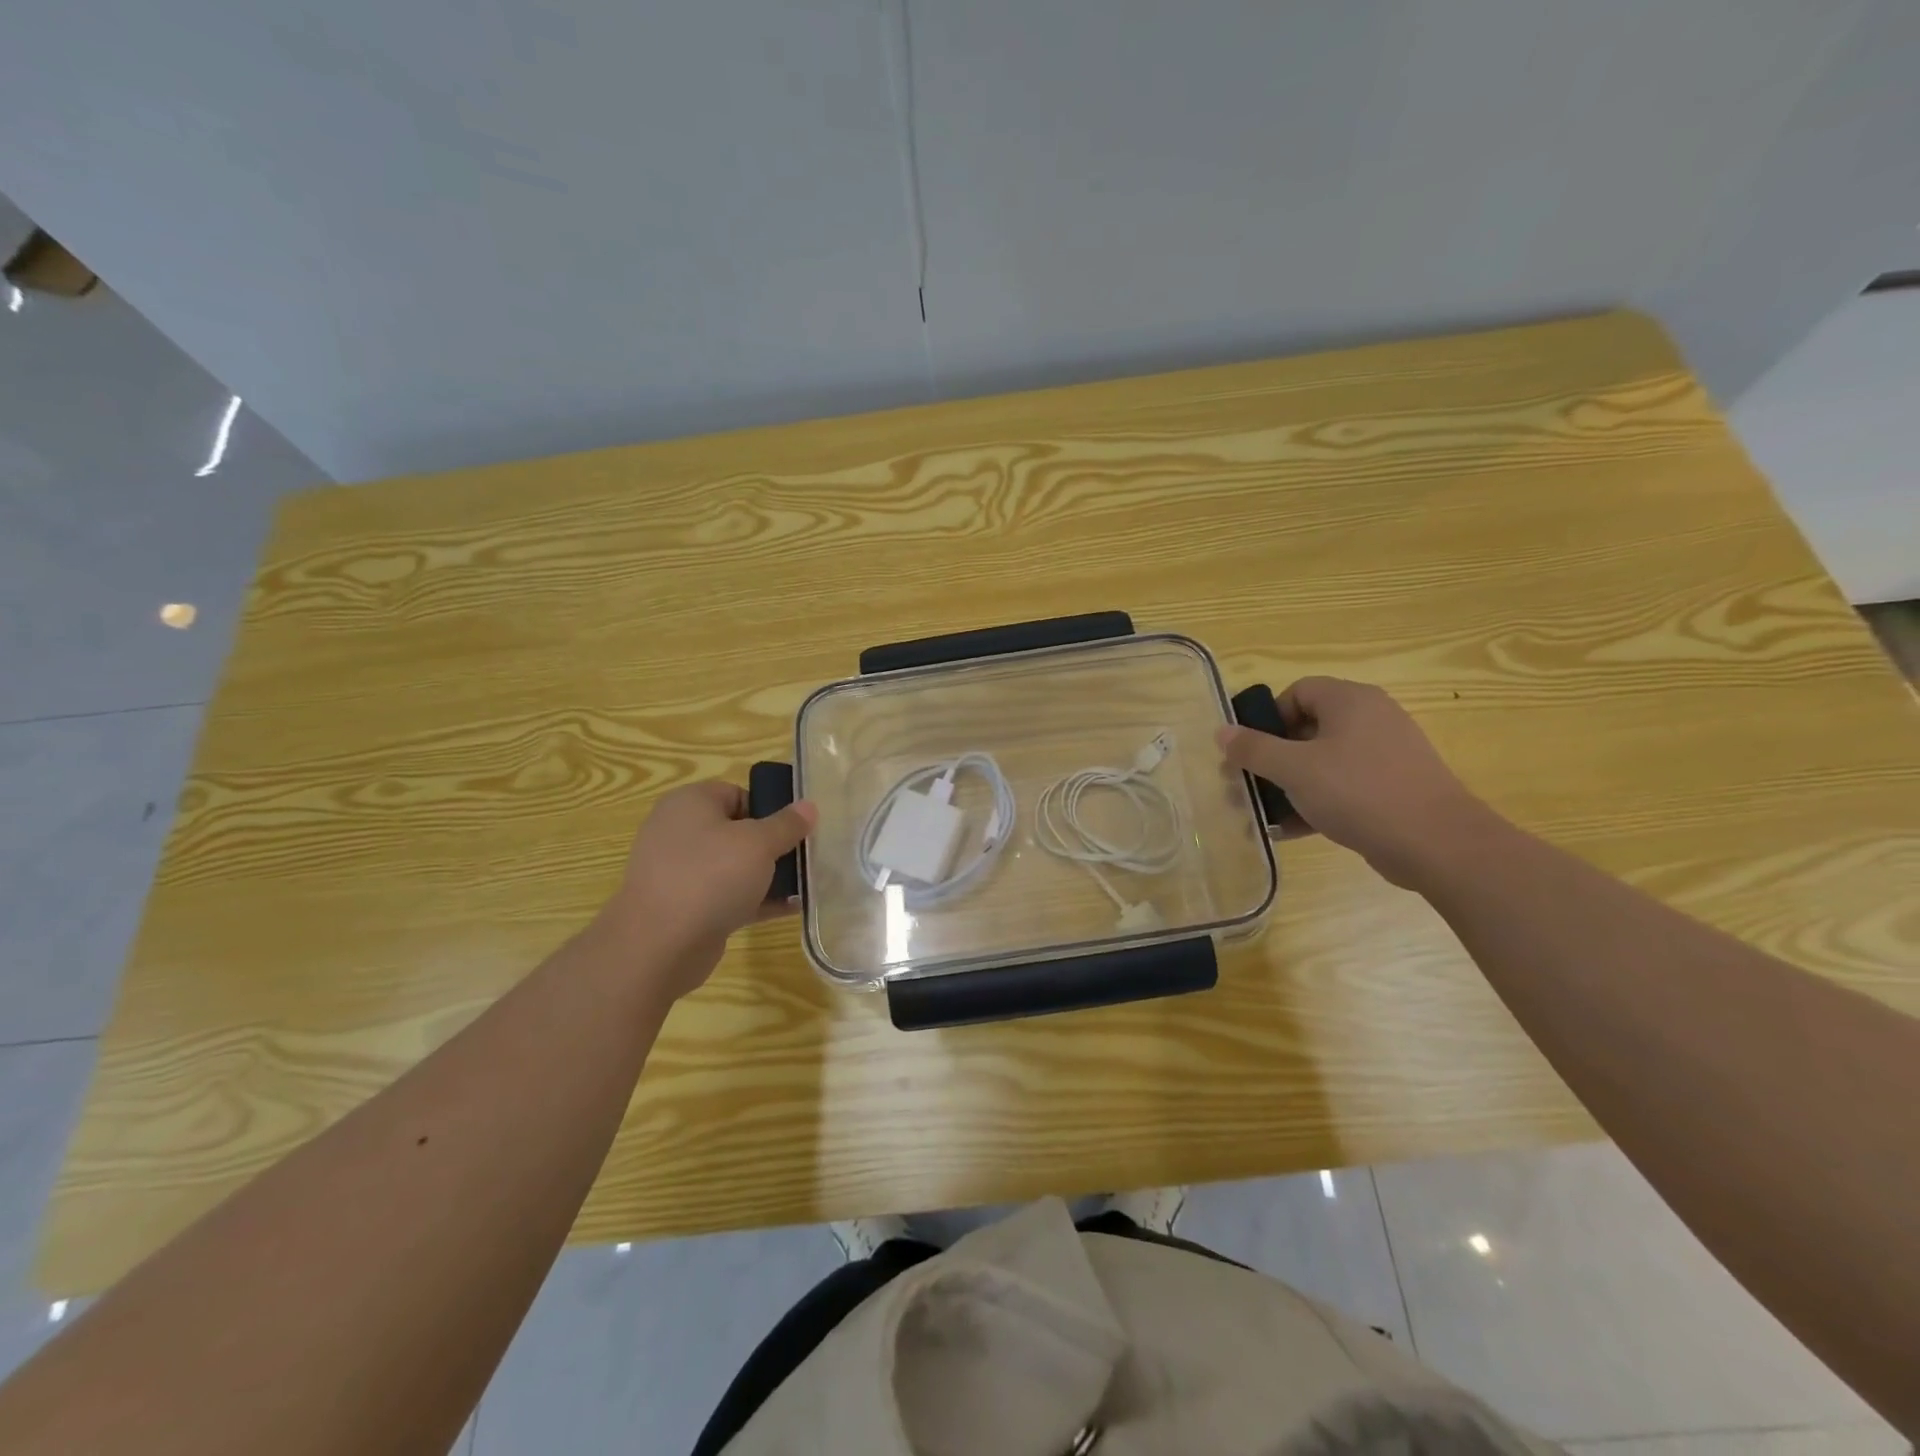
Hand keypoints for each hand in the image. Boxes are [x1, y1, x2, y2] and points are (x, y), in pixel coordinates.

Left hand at [597, 780, 815, 998]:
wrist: (659, 946)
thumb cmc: (710, 877)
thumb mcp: (759, 843)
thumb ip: (787, 824)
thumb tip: (809, 806)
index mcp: (690, 803)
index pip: (737, 793)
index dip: (770, 808)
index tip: (797, 828)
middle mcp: (680, 832)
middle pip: (738, 830)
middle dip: (772, 845)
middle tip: (804, 856)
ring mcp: (680, 872)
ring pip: (734, 866)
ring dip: (767, 875)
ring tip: (804, 884)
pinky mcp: (686, 907)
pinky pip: (728, 895)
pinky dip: (755, 899)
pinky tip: (789, 909)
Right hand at [1215, 677, 1497, 888]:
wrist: (1437, 844)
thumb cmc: (1359, 792)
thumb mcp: (1294, 770)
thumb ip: (1253, 749)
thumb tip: (1221, 731)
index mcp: (1350, 701)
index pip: (1298, 691)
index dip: (1268, 717)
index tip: (1252, 750)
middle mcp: (1371, 719)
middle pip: (1308, 727)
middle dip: (1273, 757)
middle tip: (1250, 784)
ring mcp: (1385, 754)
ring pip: (1323, 761)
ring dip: (1290, 785)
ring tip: (1264, 813)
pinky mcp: (1393, 787)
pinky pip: (1343, 786)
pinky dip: (1317, 802)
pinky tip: (1292, 830)